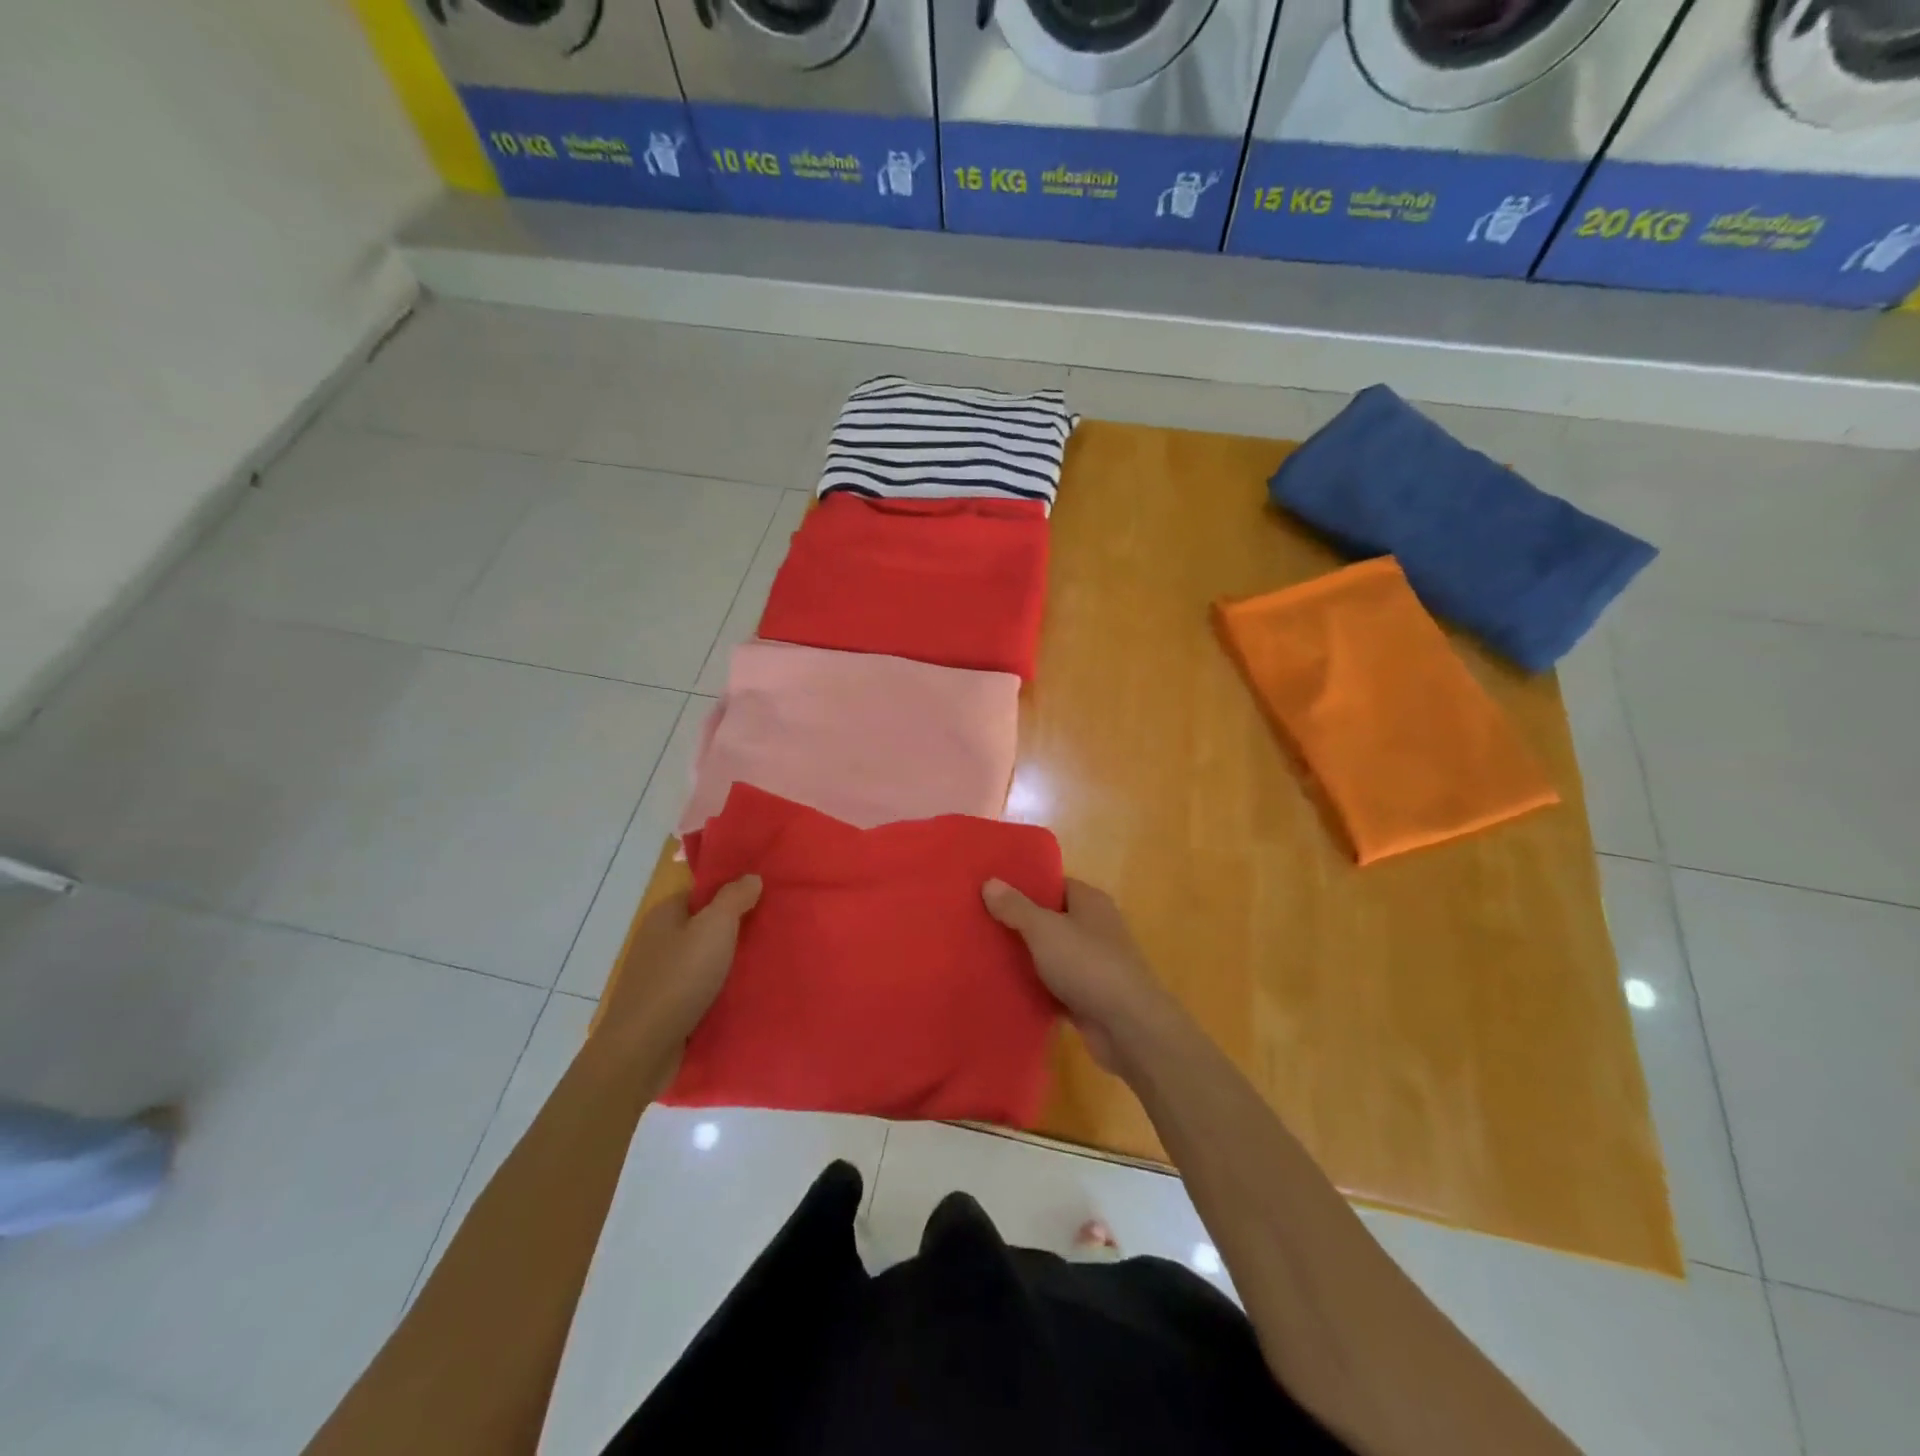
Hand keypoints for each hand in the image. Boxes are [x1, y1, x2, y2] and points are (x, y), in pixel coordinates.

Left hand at [597, 876, 761, 1077]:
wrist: (642, 1048)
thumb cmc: (680, 978)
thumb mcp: (714, 927)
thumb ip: (734, 898)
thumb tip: (751, 877)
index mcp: (665, 914)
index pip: (701, 892)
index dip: (731, 892)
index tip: (764, 897)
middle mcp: (658, 940)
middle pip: (703, 925)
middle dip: (734, 928)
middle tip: (772, 928)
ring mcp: (659, 975)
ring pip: (702, 958)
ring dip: (728, 961)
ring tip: (766, 961)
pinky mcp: (664, 1006)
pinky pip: (698, 987)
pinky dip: (718, 988)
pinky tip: (742, 993)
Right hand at [983, 877, 1172, 1071]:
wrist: (1128, 1027)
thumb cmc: (1087, 965)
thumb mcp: (1044, 929)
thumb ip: (1016, 907)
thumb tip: (989, 881)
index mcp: (1090, 902)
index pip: (1054, 884)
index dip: (1024, 886)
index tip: (991, 891)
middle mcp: (1095, 927)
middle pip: (1051, 919)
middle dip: (1020, 923)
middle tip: (980, 923)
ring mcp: (1094, 964)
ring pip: (1052, 954)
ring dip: (1027, 958)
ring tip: (985, 955)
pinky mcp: (1089, 996)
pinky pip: (1056, 985)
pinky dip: (1037, 987)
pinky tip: (1006, 989)